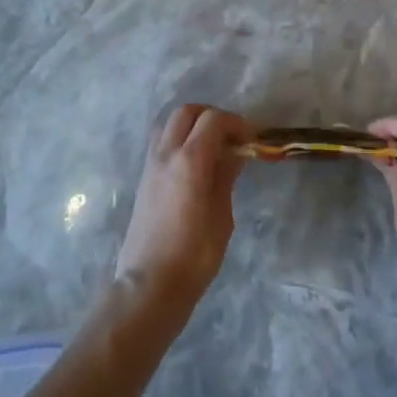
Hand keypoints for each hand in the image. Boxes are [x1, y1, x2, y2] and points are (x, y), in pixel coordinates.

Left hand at [115, 104, 247, 312]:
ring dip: (192, 125)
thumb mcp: (222, 216)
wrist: (149, 284)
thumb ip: (225, 177)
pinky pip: (161, 142)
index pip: (213, 120)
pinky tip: (195, 164)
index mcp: (189, 161)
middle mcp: (166, 153)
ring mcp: (150, 164)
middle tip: (232, 137)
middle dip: (211, 116)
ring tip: (213, 148)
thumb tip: (234, 154)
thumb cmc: (194, 256)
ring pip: (169, 124)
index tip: (253, 138)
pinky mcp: (144, 178)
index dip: (236, 123)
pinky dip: (179, 140)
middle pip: (186, 112)